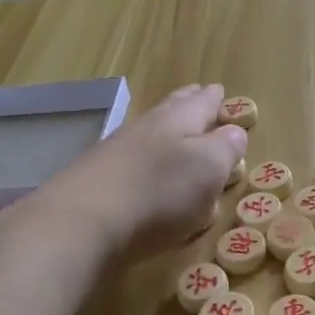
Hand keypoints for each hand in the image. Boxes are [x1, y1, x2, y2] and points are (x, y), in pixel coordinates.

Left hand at [35, 85, 246, 257]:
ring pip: (150, 134)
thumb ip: (225, 148)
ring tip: (178, 135)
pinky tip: (145, 171)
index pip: (201, 102)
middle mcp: (145, 129)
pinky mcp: (97, 182)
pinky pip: (131, 162)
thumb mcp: (208, 169)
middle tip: (197, 94)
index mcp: (177, 120)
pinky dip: (146, 161)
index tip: (219, 90)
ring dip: (166, 131)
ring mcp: (116, 154)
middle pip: (171, 110)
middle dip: (188, 103)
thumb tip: (234, 132)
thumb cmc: (158, 193)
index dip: (213, 98)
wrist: (80, 224)